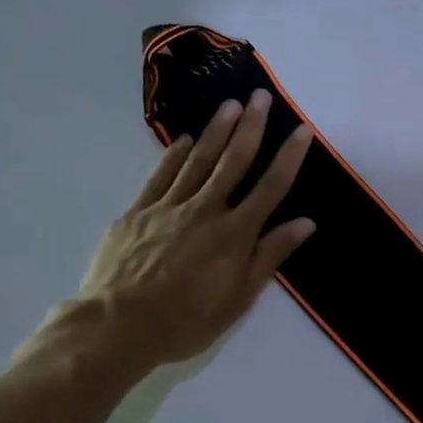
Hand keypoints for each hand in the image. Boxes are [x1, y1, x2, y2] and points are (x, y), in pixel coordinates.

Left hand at [73, 90, 315, 373]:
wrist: (117, 326)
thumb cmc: (187, 320)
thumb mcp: (239, 298)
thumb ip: (270, 255)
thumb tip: (304, 222)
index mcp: (235, 234)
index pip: (270, 187)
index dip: (289, 157)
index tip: (302, 130)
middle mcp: (205, 211)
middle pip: (233, 162)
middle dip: (251, 127)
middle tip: (261, 96)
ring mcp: (168, 207)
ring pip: (198, 161)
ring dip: (216, 131)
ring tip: (230, 105)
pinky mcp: (137, 212)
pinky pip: (160, 175)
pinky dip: (174, 154)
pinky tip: (184, 138)